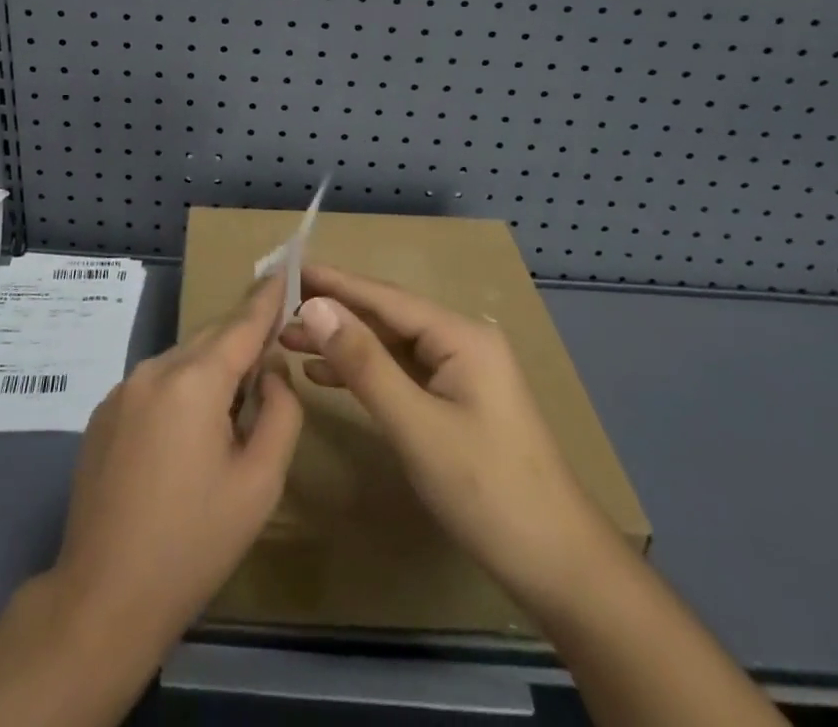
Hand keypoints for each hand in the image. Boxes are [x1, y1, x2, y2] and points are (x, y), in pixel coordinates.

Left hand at [50, 272, 303, 646]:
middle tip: (272, 362)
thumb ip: (280, 413)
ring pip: (182, 361)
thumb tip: (271, 372)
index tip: (286, 267)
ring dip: (211, 373)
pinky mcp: (104, 412)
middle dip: (242, 343)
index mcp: (194, 381)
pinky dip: (181, 391)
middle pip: (211, 340)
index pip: (242, 324)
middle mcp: (154, 369)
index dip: (267, 297)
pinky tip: (185, 440)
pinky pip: (156, 384)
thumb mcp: (259, 483)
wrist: (104, 596)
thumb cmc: (193, 543)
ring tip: (230, 417)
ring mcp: (122, 389)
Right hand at [280, 264, 612, 614]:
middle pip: (385, 316)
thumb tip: (315, 306)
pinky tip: (325, 375)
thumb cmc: (488, 492)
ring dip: (343, 343)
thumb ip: (364, 363)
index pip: (383, 296)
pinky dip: (364, 371)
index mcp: (460, 335)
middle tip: (277, 312)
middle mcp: (461, 341)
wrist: (560, 568)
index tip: (287, 269)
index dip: (333, 282)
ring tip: (288, 341)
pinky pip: (400, 372)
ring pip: (389, 345)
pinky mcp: (456, 401)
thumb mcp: (417, 426)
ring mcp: (461, 372)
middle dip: (332, 313)